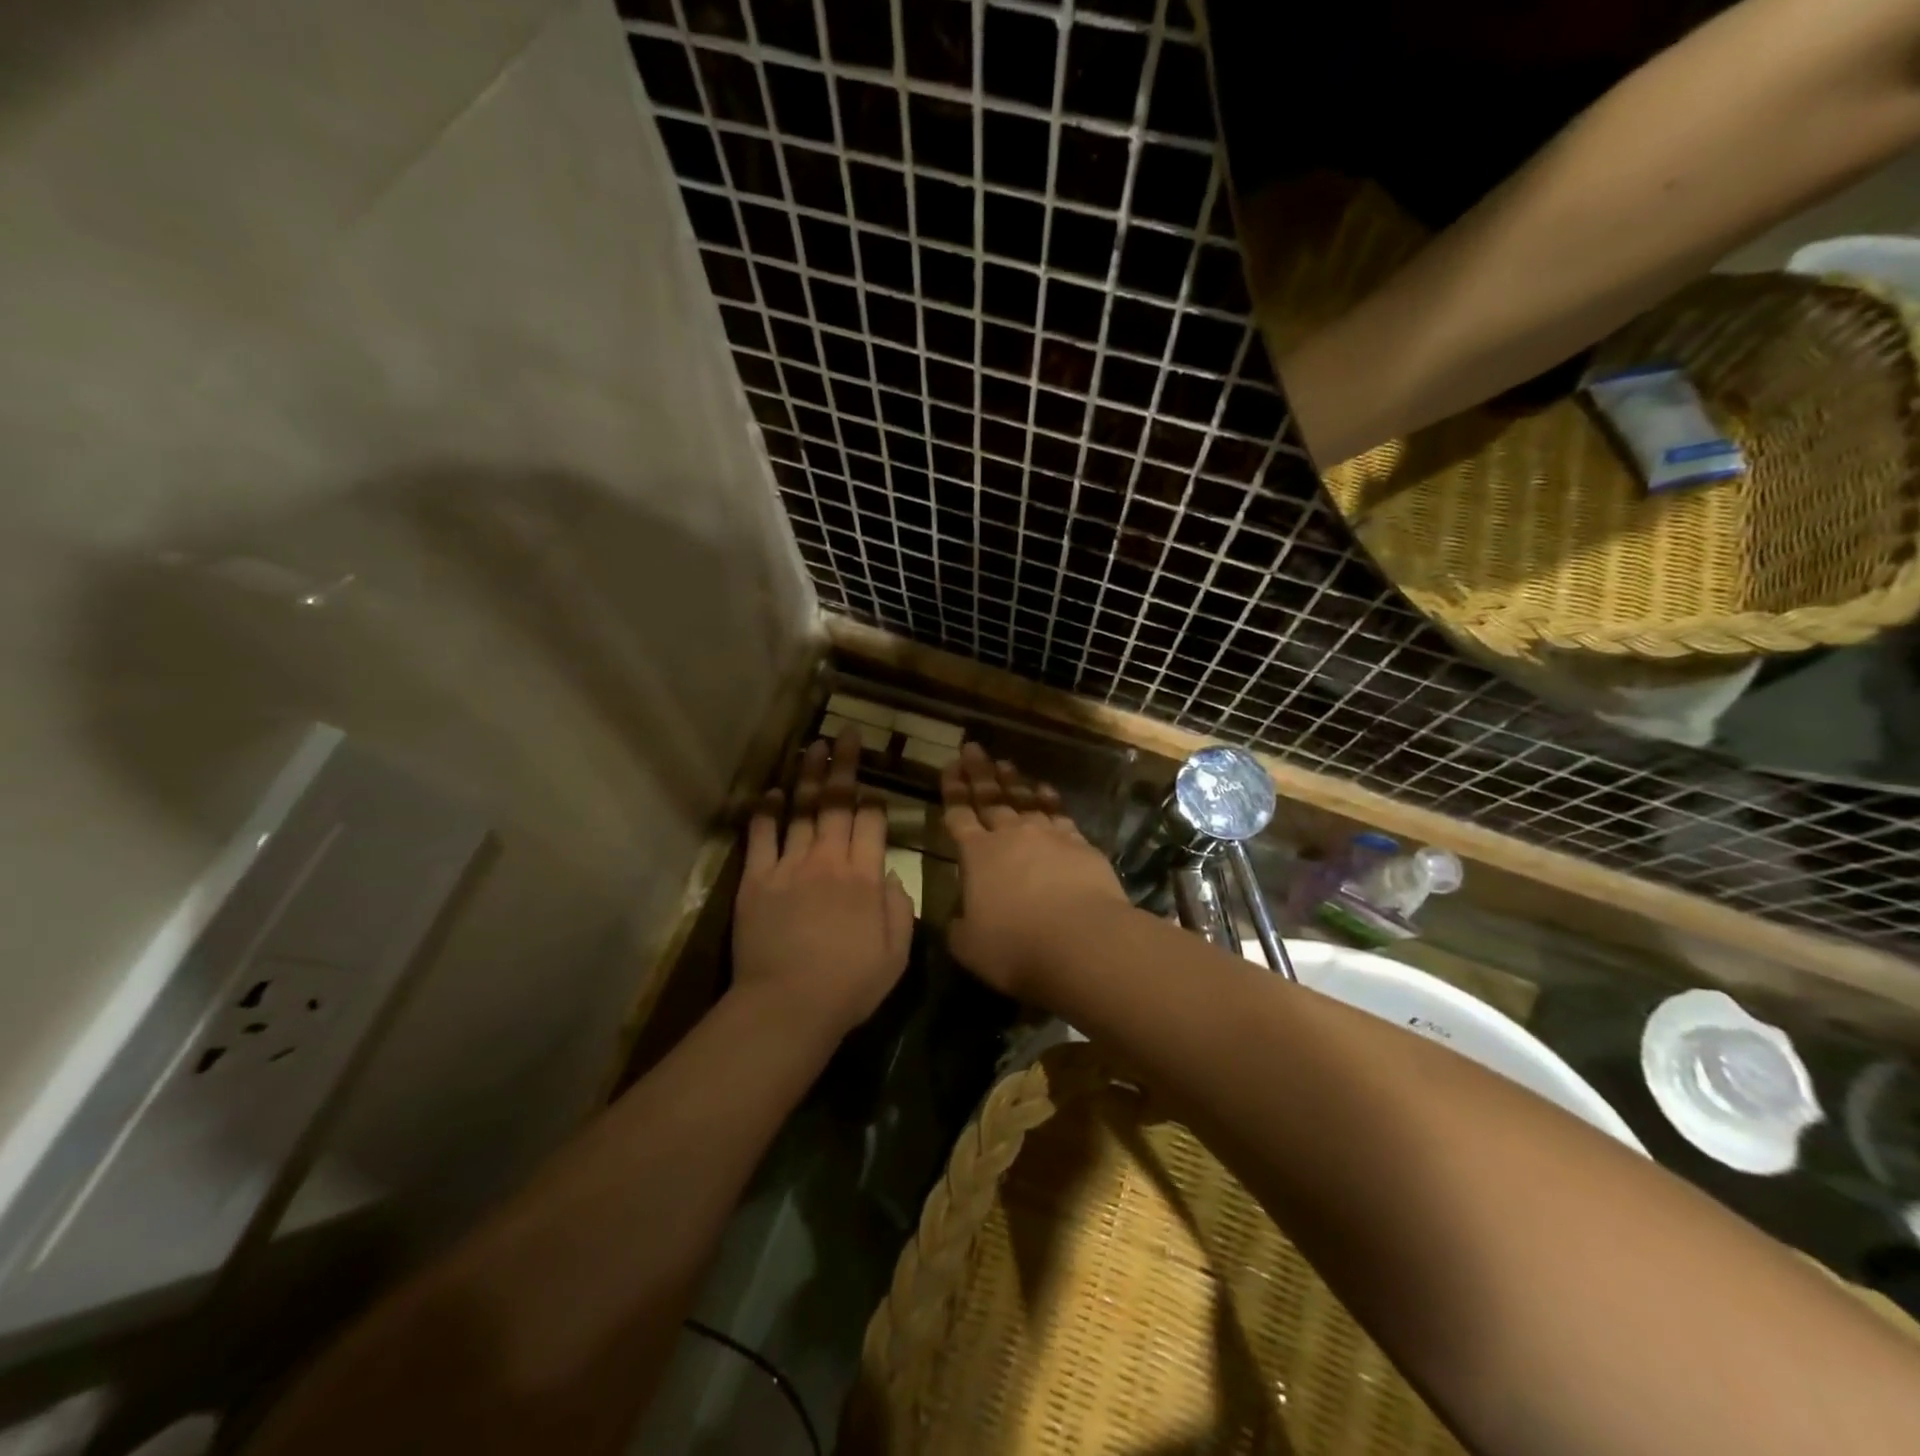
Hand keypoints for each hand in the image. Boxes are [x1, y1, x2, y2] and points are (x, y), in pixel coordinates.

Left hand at [733, 729, 913, 1038]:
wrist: (788, 1005)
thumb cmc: (849, 985)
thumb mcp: (895, 954)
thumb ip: (898, 908)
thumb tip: (890, 873)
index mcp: (865, 877)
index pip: (872, 823)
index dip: (873, 801)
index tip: (873, 787)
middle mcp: (829, 860)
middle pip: (839, 803)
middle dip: (844, 765)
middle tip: (846, 734)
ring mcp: (790, 866)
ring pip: (803, 810)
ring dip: (809, 776)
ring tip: (814, 747)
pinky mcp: (757, 880)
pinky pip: (762, 836)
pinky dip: (766, 812)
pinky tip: (771, 791)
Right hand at [942, 744, 1128, 1000]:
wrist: (1082, 941)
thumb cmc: (1016, 947)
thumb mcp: (969, 947)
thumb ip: (959, 928)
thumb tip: (957, 919)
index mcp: (977, 856)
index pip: (959, 815)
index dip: (952, 791)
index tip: (948, 767)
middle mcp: (1011, 836)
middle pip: (991, 798)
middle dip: (979, 773)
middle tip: (972, 748)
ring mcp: (1048, 836)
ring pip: (1026, 801)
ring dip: (1013, 782)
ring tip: (1005, 764)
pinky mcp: (1080, 844)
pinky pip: (1059, 814)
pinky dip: (1050, 800)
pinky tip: (1046, 791)